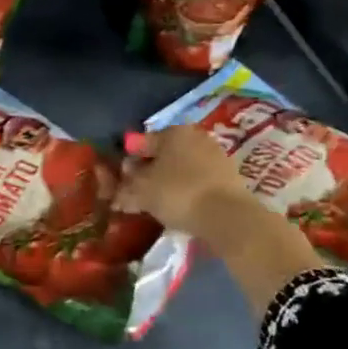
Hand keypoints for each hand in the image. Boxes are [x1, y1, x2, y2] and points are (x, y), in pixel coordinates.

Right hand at [117, 125, 256, 238]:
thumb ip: (124, 189)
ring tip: (159, 204)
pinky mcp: (231, 178)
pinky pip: (199, 182)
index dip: (129, 162)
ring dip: (170, 182)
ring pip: (183, 168)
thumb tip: (116, 193)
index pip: (142, 143)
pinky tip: (182, 209)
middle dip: (150, 172)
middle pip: (164, 155)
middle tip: (139, 193)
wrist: (228, 217)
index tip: (122, 181)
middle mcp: (196, 136)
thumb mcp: (141, 192)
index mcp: (173, 131)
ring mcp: (216, 156)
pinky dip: (188, 192)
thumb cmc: (178, 193)